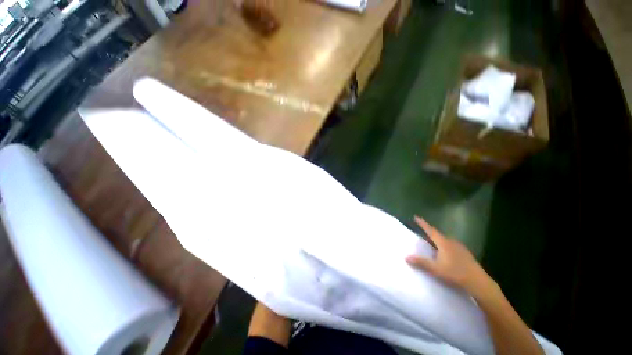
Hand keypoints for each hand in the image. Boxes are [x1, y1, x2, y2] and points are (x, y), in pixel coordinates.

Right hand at [406, 216, 497, 299]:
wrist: (479, 282)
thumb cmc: (456, 273)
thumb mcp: (436, 269)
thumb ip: (421, 262)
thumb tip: (406, 257)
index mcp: (444, 243)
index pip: (430, 230)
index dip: (422, 224)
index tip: (416, 217)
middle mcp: (452, 242)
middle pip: (438, 234)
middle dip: (429, 233)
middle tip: (421, 233)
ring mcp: (460, 247)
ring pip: (445, 240)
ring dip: (437, 240)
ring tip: (431, 244)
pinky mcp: (465, 253)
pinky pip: (451, 246)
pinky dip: (444, 246)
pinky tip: (444, 254)